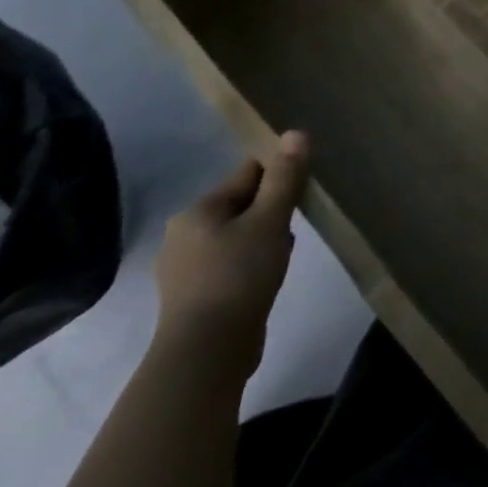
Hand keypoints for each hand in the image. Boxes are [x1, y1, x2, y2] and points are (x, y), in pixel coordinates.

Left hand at [151, 131, 308, 384]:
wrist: (206, 353)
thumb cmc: (238, 276)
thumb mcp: (270, 221)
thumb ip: (285, 177)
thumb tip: (295, 132)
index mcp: (198, 211)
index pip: (248, 174)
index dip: (280, 177)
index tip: (304, 191)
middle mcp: (183, 234)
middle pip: (243, 205)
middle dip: (273, 212)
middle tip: (294, 229)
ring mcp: (185, 268)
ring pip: (238, 236)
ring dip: (265, 240)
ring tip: (282, 258)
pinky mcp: (194, 296)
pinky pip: (231, 264)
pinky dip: (251, 264)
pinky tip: (266, 279)